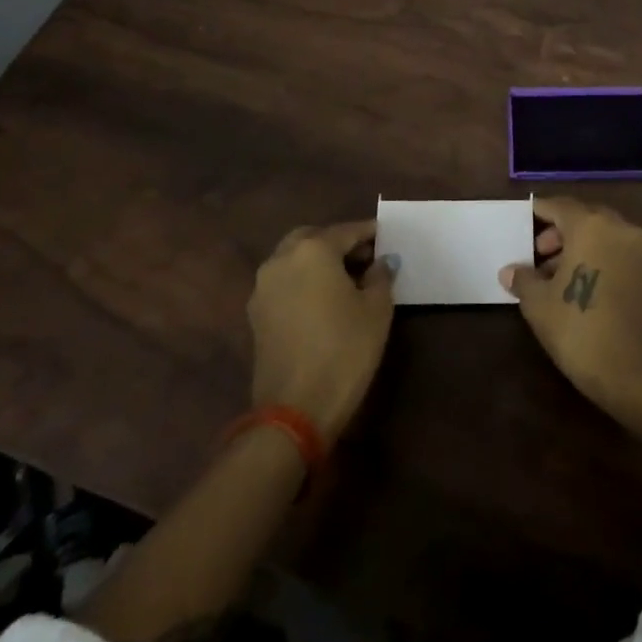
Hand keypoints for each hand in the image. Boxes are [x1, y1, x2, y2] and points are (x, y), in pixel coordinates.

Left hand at [248, 221, 394, 443]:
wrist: (295, 410)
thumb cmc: (344, 350)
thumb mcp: (376, 310)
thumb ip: (380, 276)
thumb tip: (381, 262)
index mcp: (312, 250)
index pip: (346, 231)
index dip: (369, 233)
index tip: (386, 236)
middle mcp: (281, 260)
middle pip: (313, 238)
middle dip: (337, 243)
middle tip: (364, 256)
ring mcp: (263, 288)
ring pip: (293, 260)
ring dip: (318, 262)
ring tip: (346, 279)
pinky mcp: (256, 315)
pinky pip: (284, 283)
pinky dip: (303, 282)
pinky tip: (324, 300)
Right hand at [501, 197, 641, 411]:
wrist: (634, 373)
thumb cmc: (579, 329)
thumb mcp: (539, 304)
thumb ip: (524, 279)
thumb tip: (510, 271)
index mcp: (591, 226)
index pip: (560, 207)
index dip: (540, 212)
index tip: (525, 219)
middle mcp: (620, 229)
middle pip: (585, 218)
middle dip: (560, 232)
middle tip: (538, 254)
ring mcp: (640, 251)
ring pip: (604, 235)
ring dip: (580, 246)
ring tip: (555, 275)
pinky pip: (618, 252)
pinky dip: (599, 258)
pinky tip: (581, 284)